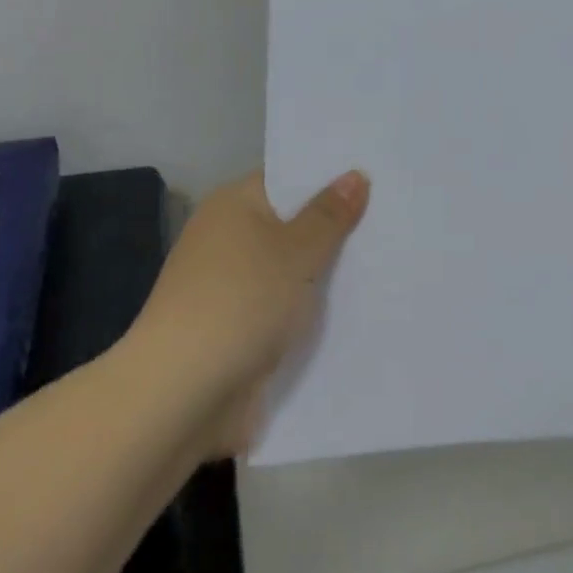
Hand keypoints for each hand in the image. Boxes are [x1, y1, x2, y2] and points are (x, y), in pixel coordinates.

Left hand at [130, 169, 367, 456]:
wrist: (179, 397)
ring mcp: (229, 288)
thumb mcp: (295, 252)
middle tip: (393, 219)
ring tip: (389, 263)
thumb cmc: (240, 303)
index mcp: (233, 205)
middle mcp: (227, 239)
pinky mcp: (235, 332)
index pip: (286, 178)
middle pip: (291, 225)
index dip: (328, 177)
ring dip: (325, 276)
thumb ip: (328, 216)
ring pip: (290, 271)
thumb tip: (355, 174)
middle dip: (335, 229)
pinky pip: (283, 311)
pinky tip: (356, 313)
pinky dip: (309, 313)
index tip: (375, 177)